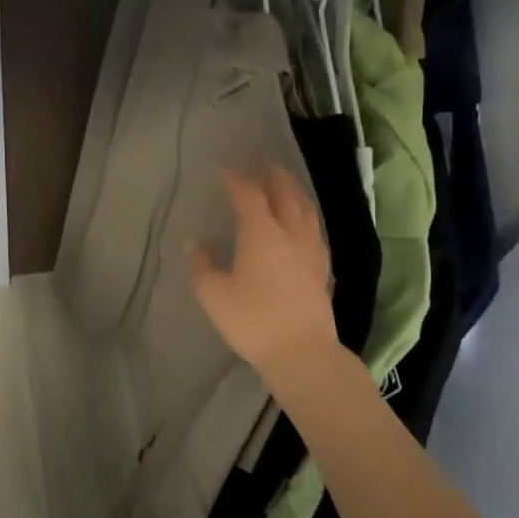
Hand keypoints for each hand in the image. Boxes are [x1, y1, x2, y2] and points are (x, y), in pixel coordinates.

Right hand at [189, 165, 337, 383]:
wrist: (301, 352)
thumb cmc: (252, 321)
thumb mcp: (214, 295)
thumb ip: (202, 265)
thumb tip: (197, 244)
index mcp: (261, 233)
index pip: (248, 194)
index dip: (235, 179)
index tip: (223, 170)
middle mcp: (290, 233)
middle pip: (285, 193)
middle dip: (273, 176)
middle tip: (263, 165)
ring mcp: (310, 249)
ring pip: (305, 209)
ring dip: (293, 192)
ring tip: (284, 186)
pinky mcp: (321, 268)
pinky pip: (313, 229)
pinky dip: (304, 215)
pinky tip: (301, 224)